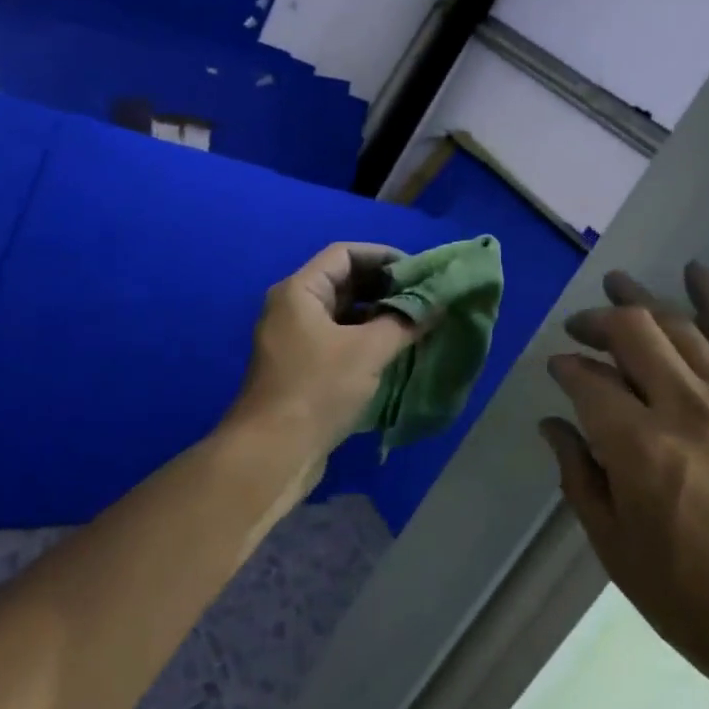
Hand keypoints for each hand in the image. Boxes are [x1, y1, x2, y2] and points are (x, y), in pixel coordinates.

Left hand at [227, 243, 419, 465]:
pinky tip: (397, 352)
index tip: (419, 271)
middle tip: (425, 298)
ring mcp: (296, 340)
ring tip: (418, 324)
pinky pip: (340, 340)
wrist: (271, 454)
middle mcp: (294, 308)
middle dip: (386, 288)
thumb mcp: (368, 351)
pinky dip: (368, 340)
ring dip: (380, 316)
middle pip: (345, 282)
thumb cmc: (317, 389)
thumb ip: (405, 322)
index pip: (346, 253)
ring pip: (345, 314)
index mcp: (300, 291)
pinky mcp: (302, 369)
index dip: (384, 256)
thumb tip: (437, 304)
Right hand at [541, 264, 708, 708]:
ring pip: (679, 326)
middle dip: (597, 322)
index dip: (565, 368)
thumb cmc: (706, 609)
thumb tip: (554, 425)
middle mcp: (685, 407)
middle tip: (580, 328)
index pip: (588, 382)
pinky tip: (694, 273)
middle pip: (631, 332)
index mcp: (640, 450)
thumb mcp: (622, 556)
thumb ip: (581, 480)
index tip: (557, 369)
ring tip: (617, 285)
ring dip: (641, 301)